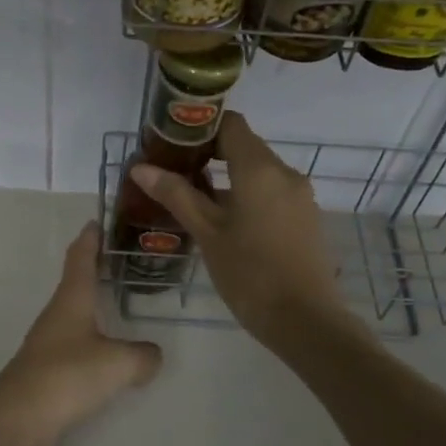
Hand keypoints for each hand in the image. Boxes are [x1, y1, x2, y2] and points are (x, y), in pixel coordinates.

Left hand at [0, 222, 162, 445]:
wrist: (20, 418)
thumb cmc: (68, 375)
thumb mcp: (118, 363)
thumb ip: (142, 356)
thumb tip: (152, 356)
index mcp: (72, 299)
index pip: (81, 258)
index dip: (90, 238)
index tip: (97, 221)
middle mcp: (58, 314)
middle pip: (76, 282)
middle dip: (96, 269)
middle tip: (121, 260)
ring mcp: (49, 342)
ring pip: (76, 315)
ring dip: (94, 305)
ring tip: (120, 304)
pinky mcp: (48, 369)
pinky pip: (77, 345)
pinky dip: (94, 341)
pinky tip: (109, 354)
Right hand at [128, 112, 351, 349]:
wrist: (306, 321)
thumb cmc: (250, 274)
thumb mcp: (207, 233)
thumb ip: (176, 195)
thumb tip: (140, 168)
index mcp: (260, 168)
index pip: (230, 124)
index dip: (200, 128)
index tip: (172, 144)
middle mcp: (285, 173)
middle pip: (244, 146)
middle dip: (209, 154)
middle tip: (175, 173)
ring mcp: (299, 196)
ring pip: (258, 172)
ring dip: (227, 178)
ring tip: (193, 199)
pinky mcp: (305, 218)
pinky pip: (271, 192)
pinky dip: (247, 195)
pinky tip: (225, 222)